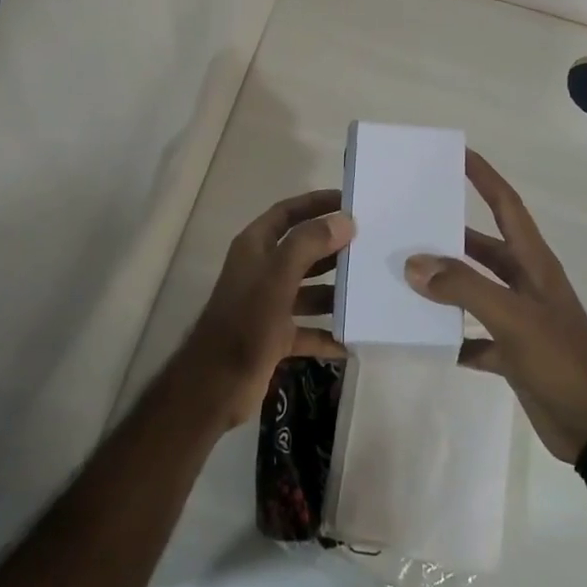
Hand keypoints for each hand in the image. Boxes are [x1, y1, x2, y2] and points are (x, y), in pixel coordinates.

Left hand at [177, 189, 353, 430]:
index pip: (287, 213)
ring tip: (368, 290)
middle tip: (369, 245)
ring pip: (309, 290)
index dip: (315, 203)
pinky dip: (328, 333)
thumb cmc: (247, 321)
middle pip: (302, 250)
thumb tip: (344, 220)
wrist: (216, 384)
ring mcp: (268, 305)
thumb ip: (309, 244)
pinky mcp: (275, 336)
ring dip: (335, 291)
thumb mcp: (278, 275)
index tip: (349, 202)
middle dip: (333, 248)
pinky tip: (353, 338)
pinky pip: (309, 329)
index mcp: (255, 247)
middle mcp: (261, 270)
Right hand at [406, 150, 586, 460]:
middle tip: (409, 220)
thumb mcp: (513, 318)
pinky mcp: (512, 353)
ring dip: (445, 283)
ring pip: (475, 289)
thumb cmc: (561, 360)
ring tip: (404, 273)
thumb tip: (414, 263)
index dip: (485, 177)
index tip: (458, 153)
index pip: (507, 206)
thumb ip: (464, 288)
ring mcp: (519, 319)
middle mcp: (526, 283)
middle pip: (483, 247)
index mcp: (534, 263)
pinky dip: (451, 334)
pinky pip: (474, 335)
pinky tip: (423, 335)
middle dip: (449, 233)